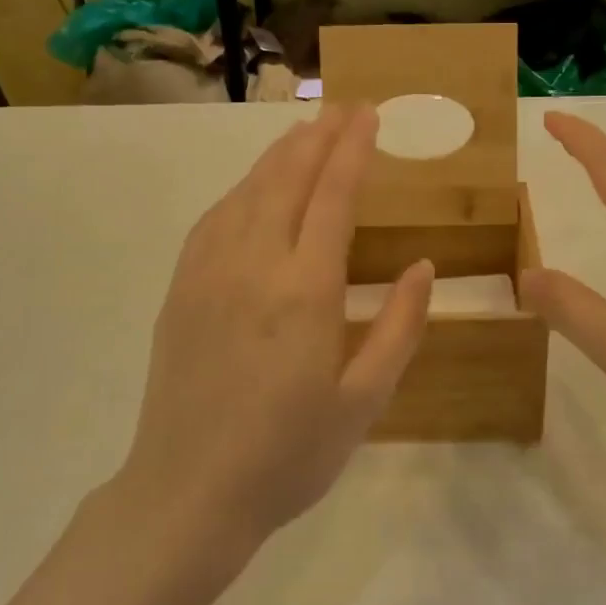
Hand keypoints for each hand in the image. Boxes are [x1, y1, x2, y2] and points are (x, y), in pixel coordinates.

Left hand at [122, 105, 432, 558]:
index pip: (332, 196)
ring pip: (247, 192)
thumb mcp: (364, 401)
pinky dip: (240, 190)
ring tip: (305, 133)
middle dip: (319, 138)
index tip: (369, 116)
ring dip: (279, 156)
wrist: (187, 495)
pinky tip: (252, 188)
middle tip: (343, 109)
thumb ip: (398, 327)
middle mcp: (254, 265)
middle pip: (287, 180)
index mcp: (305, 290)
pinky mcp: (181, 290)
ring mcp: (209, 274)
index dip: (353, 150)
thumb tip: (423, 267)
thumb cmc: (288, 455)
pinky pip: (214, 220)